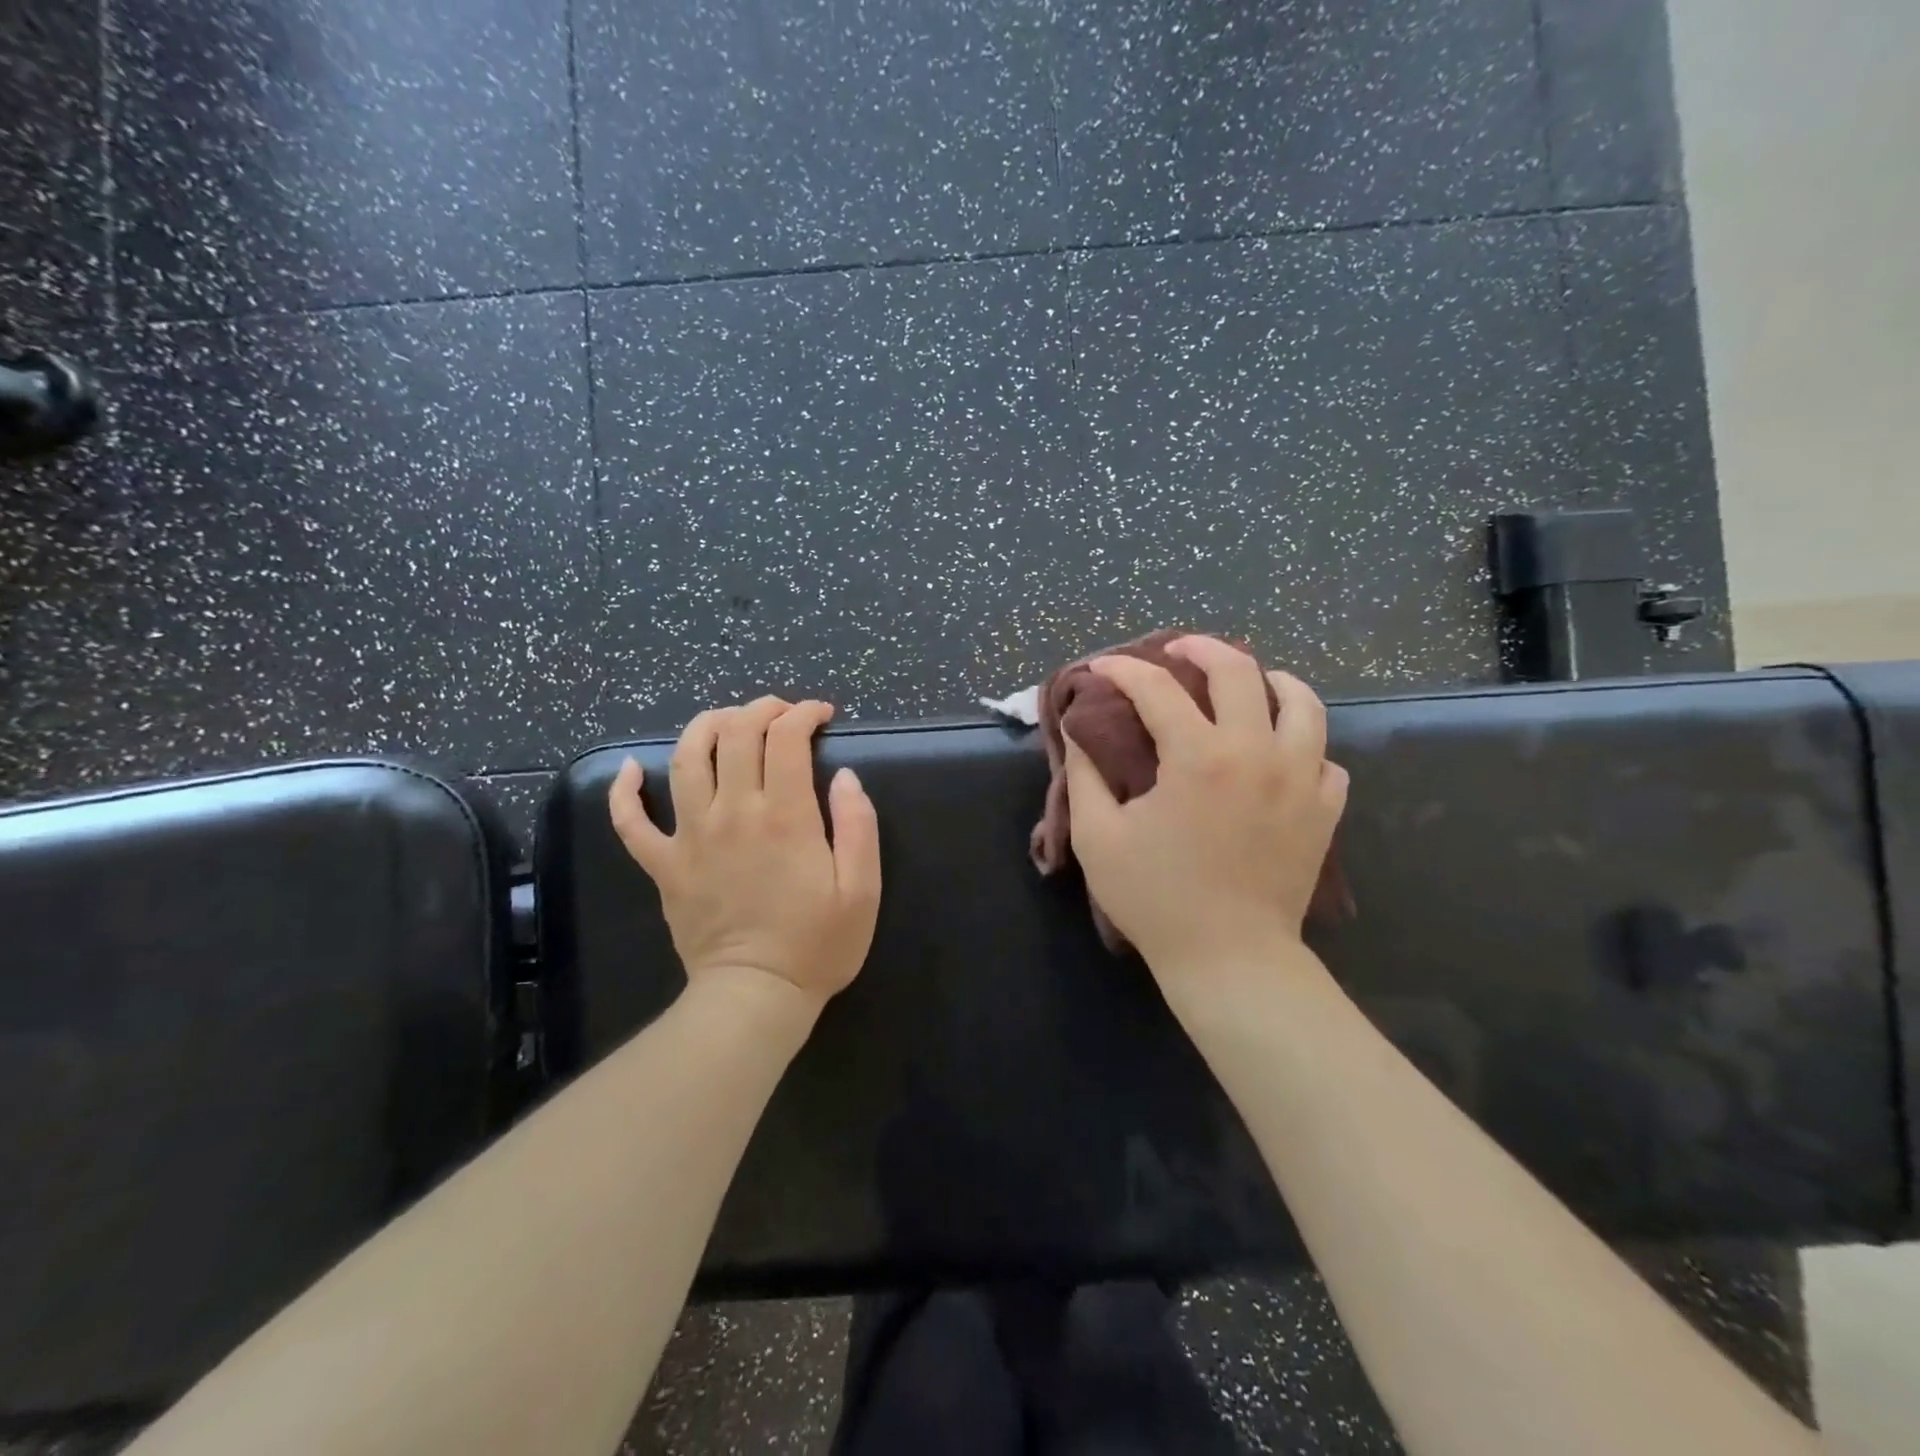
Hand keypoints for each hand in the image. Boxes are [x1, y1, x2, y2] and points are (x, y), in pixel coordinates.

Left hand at [608, 696, 881, 1016]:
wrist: (755, 997)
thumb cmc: (817, 945)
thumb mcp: (863, 889)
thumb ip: (858, 824)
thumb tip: (845, 776)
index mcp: (785, 815)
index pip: (786, 737)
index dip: (804, 713)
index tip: (821, 715)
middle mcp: (733, 812)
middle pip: (735, 733)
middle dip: (761, 708)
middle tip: (781, 713)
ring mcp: (691, 836)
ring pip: (684, 758)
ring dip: (705, 726)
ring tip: (726, 720)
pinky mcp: (664, 864)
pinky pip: (630, 820)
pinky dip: (626, 790)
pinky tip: (633, 770)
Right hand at [1062, 636, 1347, 983]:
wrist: (1230, 959)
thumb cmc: (1156, 899)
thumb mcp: (1098, 838)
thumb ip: (1086, 776)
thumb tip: (1080, 734)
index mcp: (1197, 756)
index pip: (1156, 688)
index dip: (1122, 670)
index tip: (1102, 669)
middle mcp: (1256, 752)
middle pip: (1239, 670)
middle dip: (1201, 647)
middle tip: (1177, 650)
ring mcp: (1301, 778)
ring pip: (1302, 701)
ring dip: (1270, 680)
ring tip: (1247, 684)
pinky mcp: (1324, 810)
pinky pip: (1325, 756)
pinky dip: (1301, 743)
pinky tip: (1278, 753)